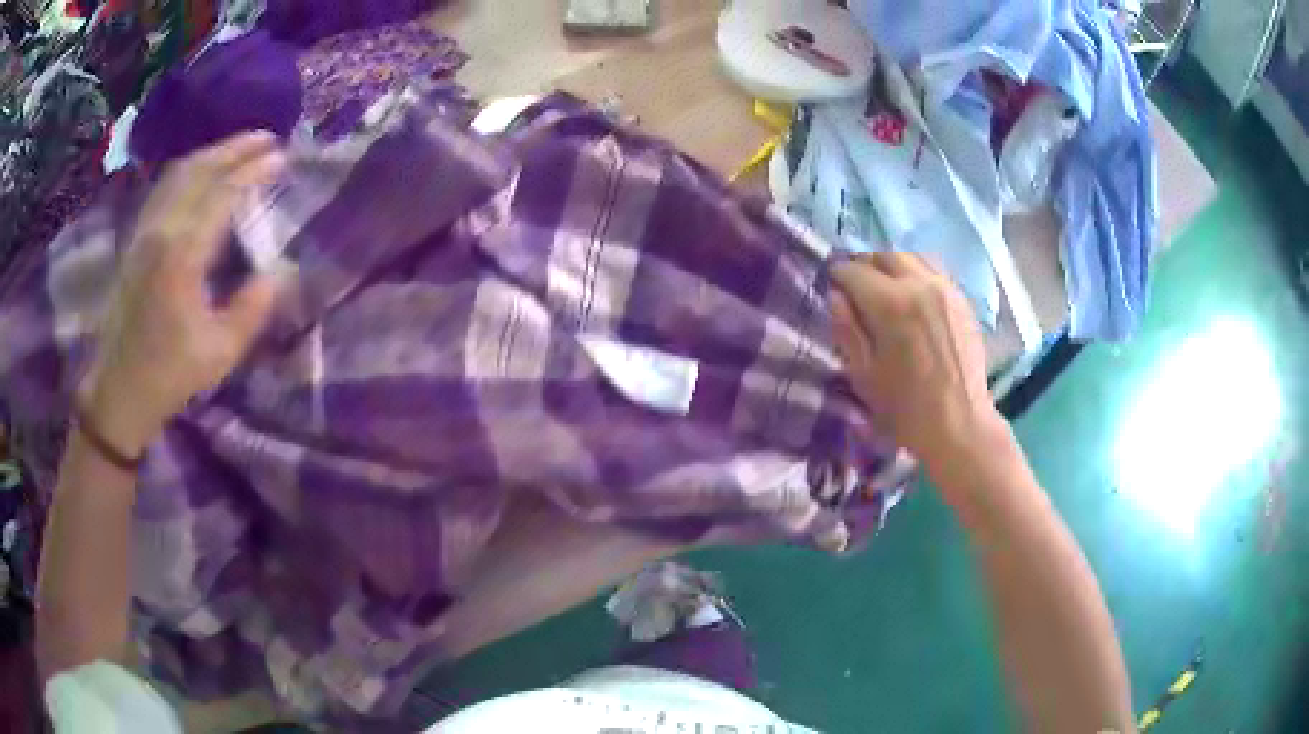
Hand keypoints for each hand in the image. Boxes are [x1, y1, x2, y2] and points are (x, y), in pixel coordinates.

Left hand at [80, 132, 285, 457]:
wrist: (117, 392)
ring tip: (239, 147)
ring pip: (179, 174)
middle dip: (235, 148)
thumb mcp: (219, 354)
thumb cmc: (167, 376)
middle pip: (200, 171)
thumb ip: (251, 311)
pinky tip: (201, 172)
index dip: (253, 171)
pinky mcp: (135, 240)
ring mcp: (144, 232)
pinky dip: (189, 170)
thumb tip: (275, 275)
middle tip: (268, 137)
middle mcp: (161, 231)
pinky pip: (165, 188)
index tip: (281, 157)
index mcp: (182, 255)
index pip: (222, 194)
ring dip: (212, 153)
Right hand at [830, 253, 1013, 488]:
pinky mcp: (962, 300)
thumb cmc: (905, 409)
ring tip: (884, 287)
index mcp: (890, 304)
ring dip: (891, 266)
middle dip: (864, 266)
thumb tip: (836, 296)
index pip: (853, 271)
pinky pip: (934, 271)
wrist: (959, 424)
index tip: (831, 288)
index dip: (837, 276)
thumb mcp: (863, 374)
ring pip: (911, 258)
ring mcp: (945, 289)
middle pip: (884, 256)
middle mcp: (919, 285)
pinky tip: (912, 297)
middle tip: (855, 287)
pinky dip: (916, 273)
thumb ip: (846, 329)